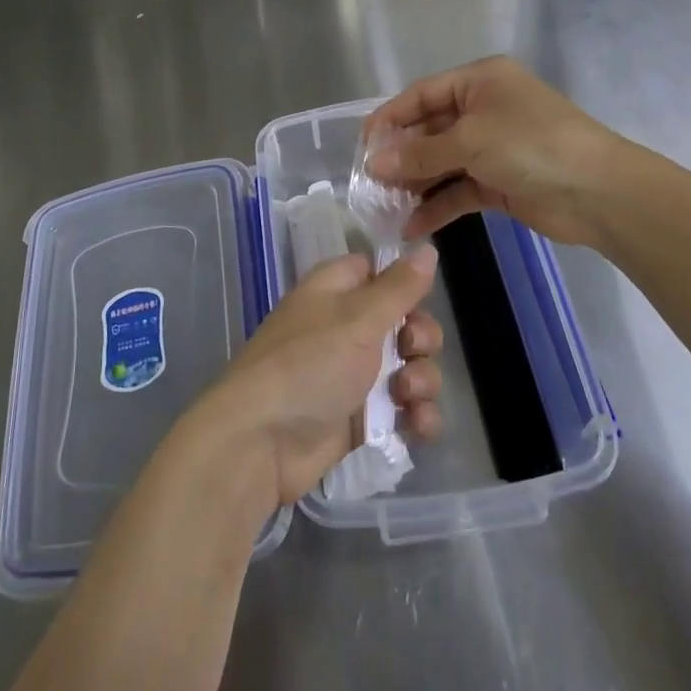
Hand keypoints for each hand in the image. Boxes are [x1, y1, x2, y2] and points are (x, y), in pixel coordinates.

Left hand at [195, 248, 443, 509]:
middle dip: (421, 338)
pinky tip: (417, 425)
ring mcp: (355, 374)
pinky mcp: (363, 418)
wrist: (263, 442)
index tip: (420, 297)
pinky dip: (417, 416)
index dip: (404, 282)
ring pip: (410, 367)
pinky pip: (405, 410)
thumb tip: (428, 248)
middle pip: (405, 321)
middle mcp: (347, 327)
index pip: (378, 271)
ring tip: (406, 397)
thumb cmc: (309, 363)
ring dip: (422, 381)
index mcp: (337, 290)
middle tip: (410, 350)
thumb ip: (398, 287)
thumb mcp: (358, 318)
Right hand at [365, 56, 623, 243]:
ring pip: (441, 162)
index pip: (421, 95)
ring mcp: (492, 147)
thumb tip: (374, 163)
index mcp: (479, 82)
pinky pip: (458, 189)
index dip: (390, 118)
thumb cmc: (531, 146)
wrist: (600, 193)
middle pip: (429, 130)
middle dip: (400, 156)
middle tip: (369, 182)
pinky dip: (437, 205)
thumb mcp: (470, 142)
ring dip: (415, 183)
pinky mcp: (499, 181)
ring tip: (383, 206)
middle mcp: (483, 109)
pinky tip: (412, 225)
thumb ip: (420, 154)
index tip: (361, 145)